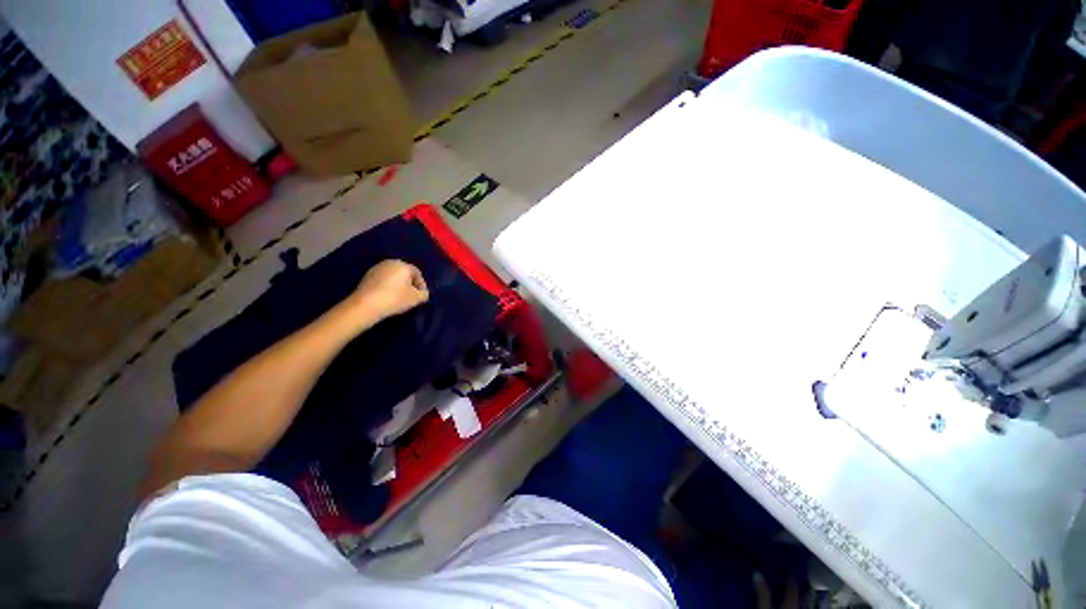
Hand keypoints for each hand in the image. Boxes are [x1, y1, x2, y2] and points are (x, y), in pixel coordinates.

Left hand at [350, 260, 428, 321]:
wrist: (366, 305)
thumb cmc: (395, 299)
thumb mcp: (416, 298)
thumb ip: (424, 294)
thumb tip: (422, 293)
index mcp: (403, 265)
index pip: (417, 273)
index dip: (421, 285)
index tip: (421, 296)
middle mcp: (389, 263)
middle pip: (404, 273)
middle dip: (409, 284)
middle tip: (411, 296)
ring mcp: (376, 268)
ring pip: (393, 277)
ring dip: (398, 285)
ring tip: (399, 298)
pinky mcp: (366, 277)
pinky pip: (383, 281)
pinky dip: (387, 287)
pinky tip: (387, 297)